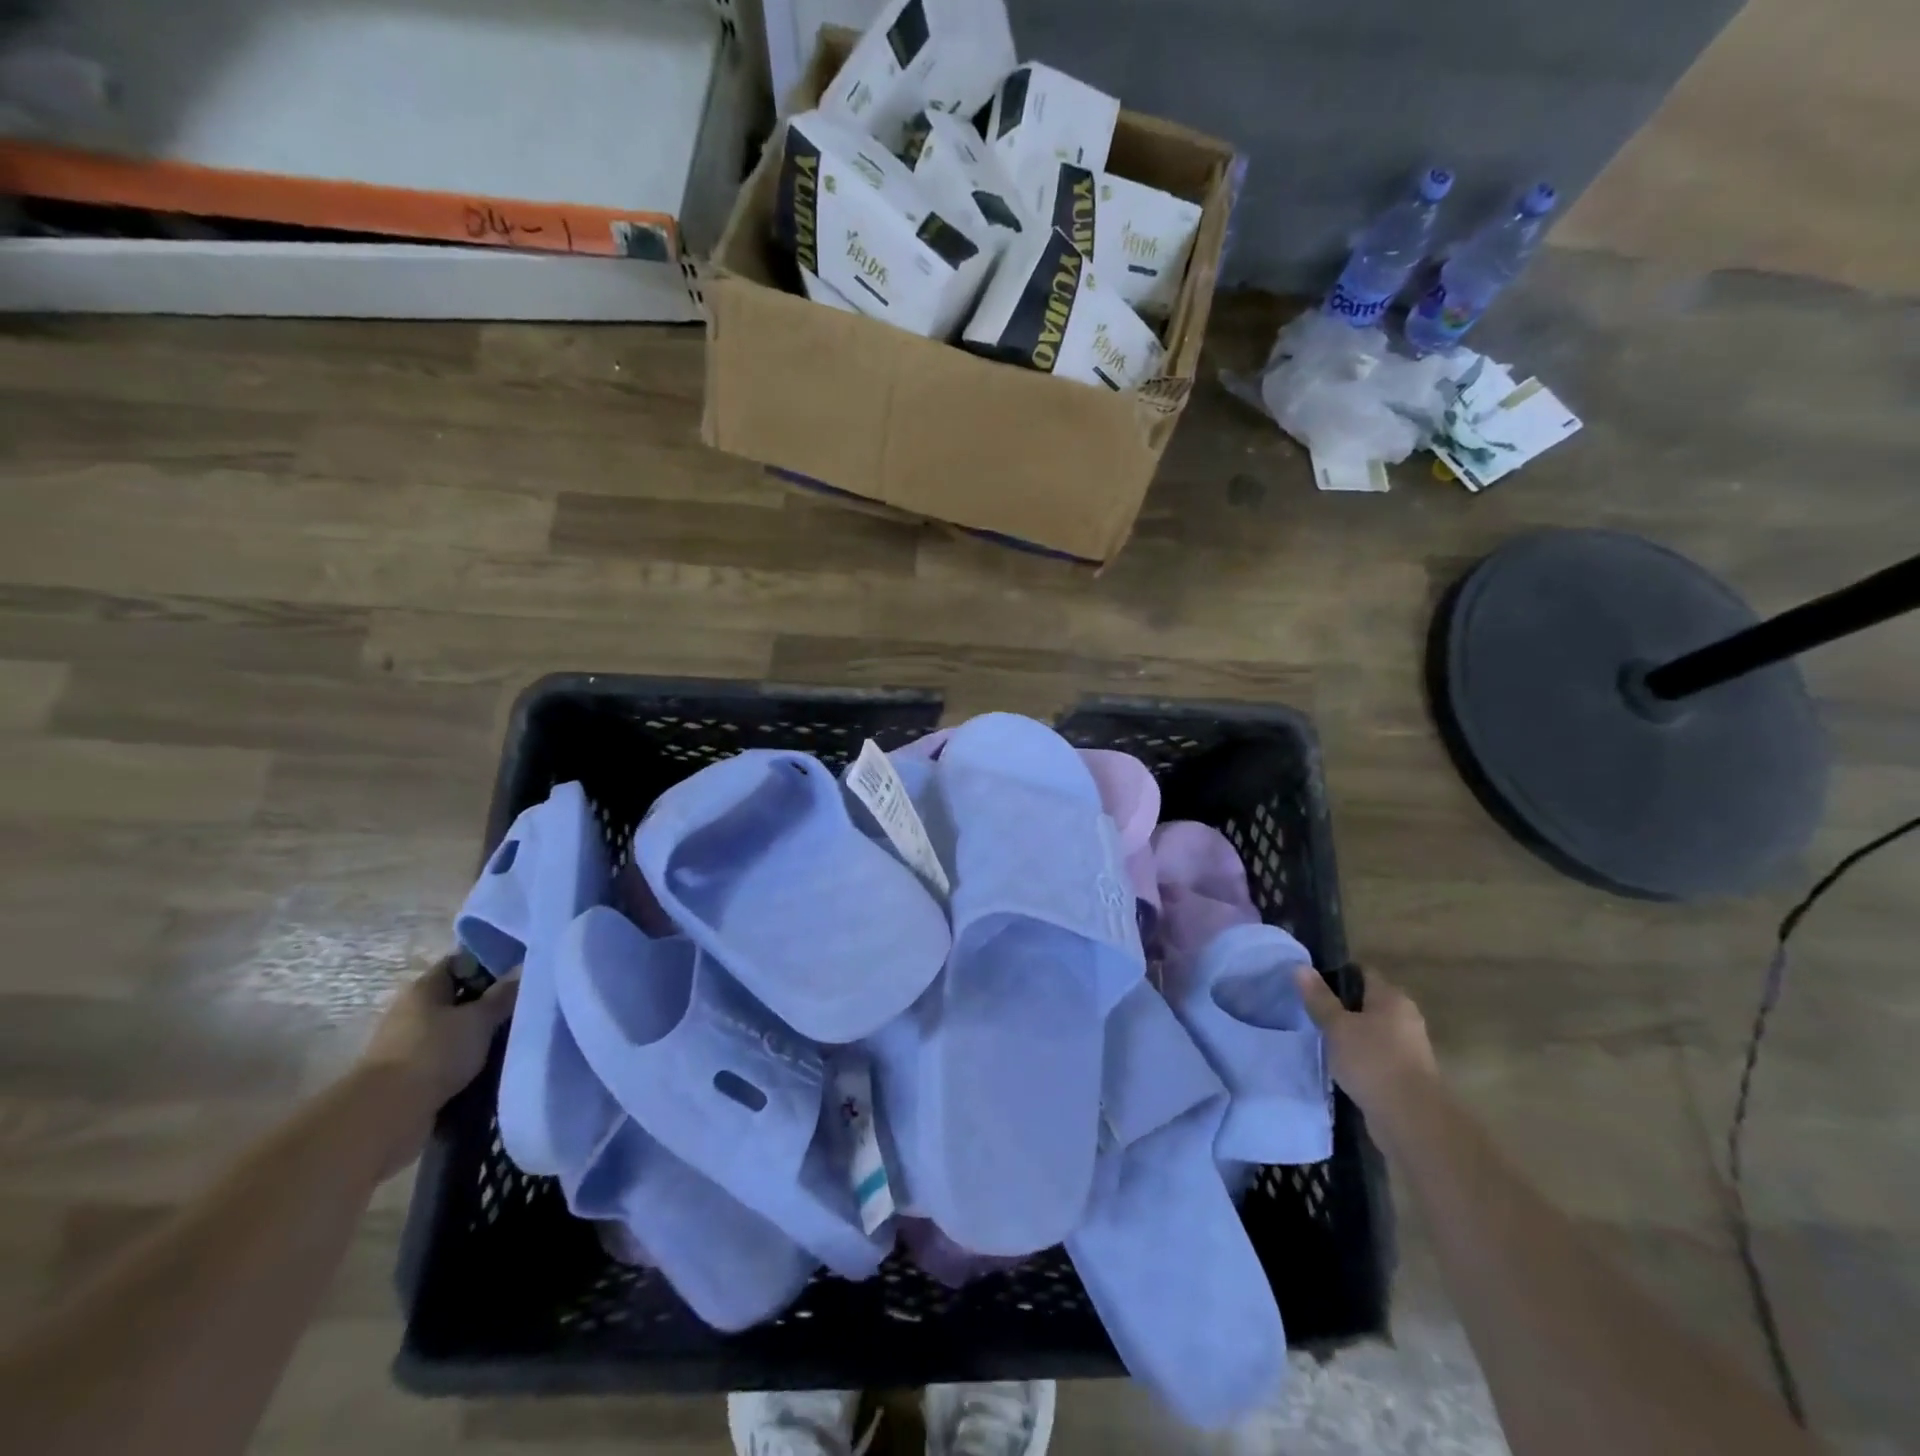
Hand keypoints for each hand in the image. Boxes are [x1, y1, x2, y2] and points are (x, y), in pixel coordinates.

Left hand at [360, 959, 517, 1164]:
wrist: (387, 1114)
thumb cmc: (435, 1052)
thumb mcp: (478, 1019)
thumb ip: (502, 995)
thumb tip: (522, 970)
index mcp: (424, 988)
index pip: (460, 962)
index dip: (489, 963)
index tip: (519, 972)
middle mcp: (413, 1010)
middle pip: (457, 996)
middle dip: (488, 1002)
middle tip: (523, 1006)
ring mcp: (408, 1044)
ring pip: (454, 1029)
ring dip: (479, 1034)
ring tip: (512, 1037)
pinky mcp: (410, 1074)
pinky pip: (447, 1056)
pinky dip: (467, 1058)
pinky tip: (492, 1063)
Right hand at [1293, 964, 1437, 1119]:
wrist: (1411, 1120)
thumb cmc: (1372, 1061)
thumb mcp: (1336, 1026)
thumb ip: (1319, 998)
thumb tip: (1300, 967)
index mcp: (1392, 999)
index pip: (1362, 974)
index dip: (1335, 974)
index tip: (1310, 983)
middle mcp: (1405, 1018)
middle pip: (1367, 1003)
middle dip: (1341, 1007)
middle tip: (1310, 1011)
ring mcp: (1409, 1048)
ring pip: (1372, 1031)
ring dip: (1351, 1035)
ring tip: (1320, 1039)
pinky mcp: (1406, 1075)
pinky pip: (1377, 1056)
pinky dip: (1360, 1057)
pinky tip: (1339, 1065)